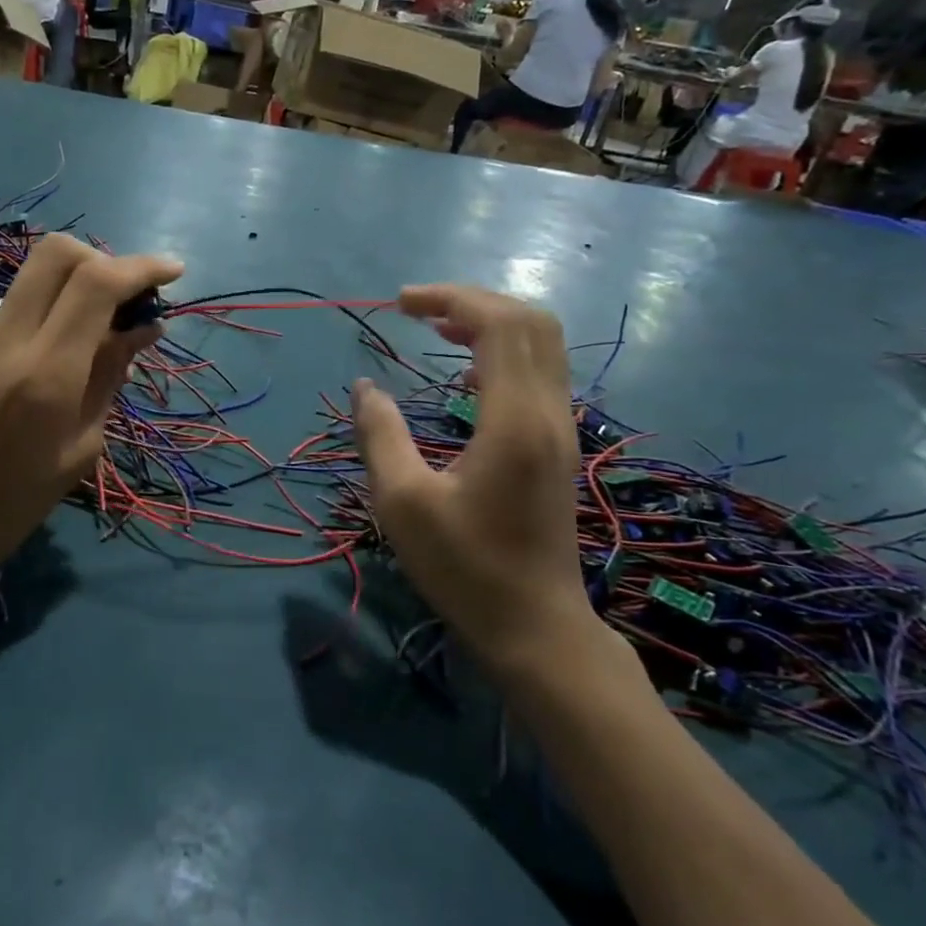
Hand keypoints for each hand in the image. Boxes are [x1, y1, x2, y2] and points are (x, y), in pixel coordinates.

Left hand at [0, 235, 182, 618]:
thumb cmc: (5, 510)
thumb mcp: (77, 452)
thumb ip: (107, 380)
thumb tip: (141, 330)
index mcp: (45, 372)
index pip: (97, 282)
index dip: (142, 267)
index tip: (174, 272)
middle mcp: (8, 338)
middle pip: (59, 252)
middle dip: (106, 260)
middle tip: (131, 299)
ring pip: (37, 275)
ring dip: (79, 285)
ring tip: (107, 332)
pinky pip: (20, 306)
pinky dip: (54, 310)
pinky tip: (68, 354)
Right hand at [352, 286, 603, 684]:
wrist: (535, 626)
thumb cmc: (465, 567)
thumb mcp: (403, 503)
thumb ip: (379, 434)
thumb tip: (365, 386)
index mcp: (513, 420)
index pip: (499, 324)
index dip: (450, 298)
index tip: (399, 303)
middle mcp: (548, 413)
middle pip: (532, 321)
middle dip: (473, 300)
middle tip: (418, 308)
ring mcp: (560, 429)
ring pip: (542, 344)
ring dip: (492, 322)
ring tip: (438, 327)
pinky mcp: (558, 445)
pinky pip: (540, 372)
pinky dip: (504, 352)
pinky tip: (465, 375)